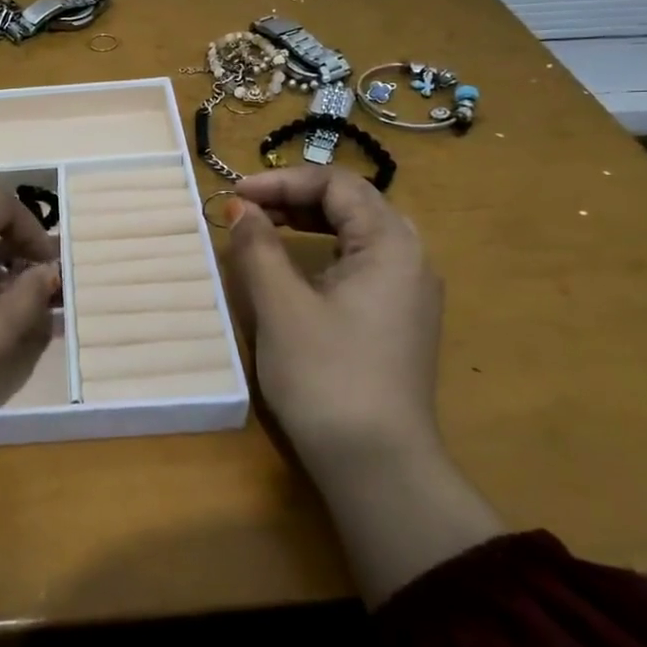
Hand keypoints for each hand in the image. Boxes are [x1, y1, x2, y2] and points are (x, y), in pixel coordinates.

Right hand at [225, 164, 442, 465]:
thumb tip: (239, 207)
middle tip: (248, 210)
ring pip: (359, 234)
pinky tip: (296, 270)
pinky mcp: (400, 320)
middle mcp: (411, 258)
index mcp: (391, 243)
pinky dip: (325, 253)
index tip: (235, 195)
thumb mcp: (281, 305)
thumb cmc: (326, 375)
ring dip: (310, 223)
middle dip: (296, 198)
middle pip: (353, 203)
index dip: (282, 181)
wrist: (377, 464)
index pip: (336, 184)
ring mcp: (410, 292)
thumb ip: (257, 247)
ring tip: (266, 230)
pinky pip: (363, 264)